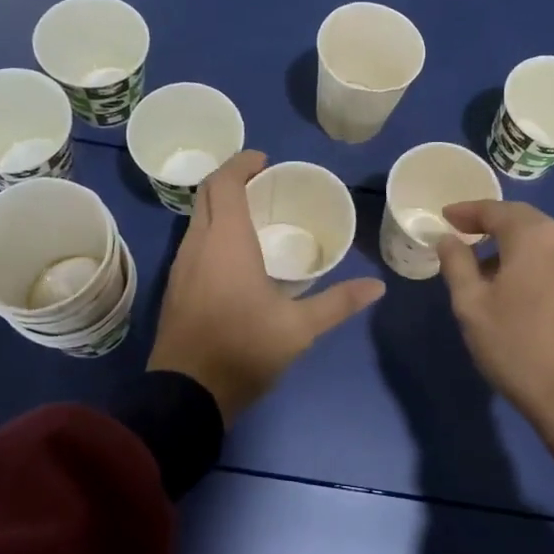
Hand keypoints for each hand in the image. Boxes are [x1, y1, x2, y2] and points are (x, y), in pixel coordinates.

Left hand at [149, 151, 384, 425]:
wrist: (187, 394)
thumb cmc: (244, 350)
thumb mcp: (299, 329)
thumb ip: (338, 303)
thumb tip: (377, 287)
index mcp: (226, 243)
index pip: (224, 184)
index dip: (241, 164)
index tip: (264, 160)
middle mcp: (198, 245)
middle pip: (207, 196)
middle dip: (231, 179)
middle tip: (263, 182)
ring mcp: (181, 266)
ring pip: (196, 219)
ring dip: (220, 206)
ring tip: (253, 213)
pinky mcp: (175, 287)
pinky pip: (193, 241)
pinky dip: (212, 230)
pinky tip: (234, 252)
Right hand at [437, 201, 553, 482]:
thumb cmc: (516, 347)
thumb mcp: (471, 305)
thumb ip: (456, 263)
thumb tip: (448, 239)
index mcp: (535, 235)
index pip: (494, 210)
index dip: (466, 211)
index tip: (445, 218)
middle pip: (523, 220)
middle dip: (492, 226)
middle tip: (464, 237)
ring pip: (545, 240)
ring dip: (516, 245)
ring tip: (491, 269)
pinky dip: (538, 261)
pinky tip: (524, 286)